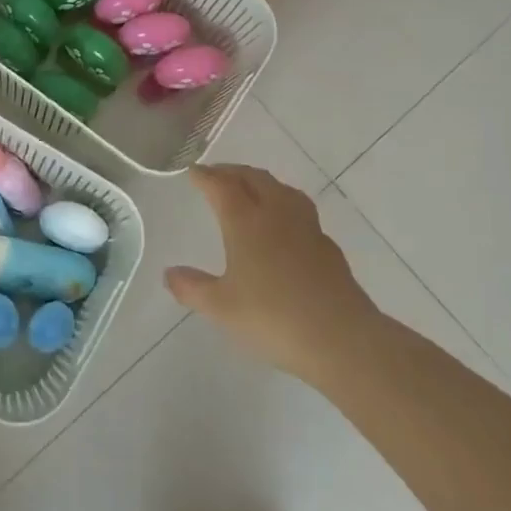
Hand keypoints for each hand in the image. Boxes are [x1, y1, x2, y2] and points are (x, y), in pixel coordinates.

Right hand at [165, 165, 379, 386]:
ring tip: (250, 188)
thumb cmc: (273, 318)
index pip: (222, 186)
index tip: (193, 171)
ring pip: (281, 189)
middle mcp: (276, 215)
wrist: (341, 339)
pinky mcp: (327, 246)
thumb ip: (192, 288)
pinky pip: (300, 210)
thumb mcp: (221, 308)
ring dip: (261, 182)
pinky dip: (284, 205)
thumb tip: (169, 273)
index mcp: (246, 222)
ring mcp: (306, 228)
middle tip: (216, 174)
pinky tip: (283, 224)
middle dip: (232, 172)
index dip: (205, 177)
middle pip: (254, 178)